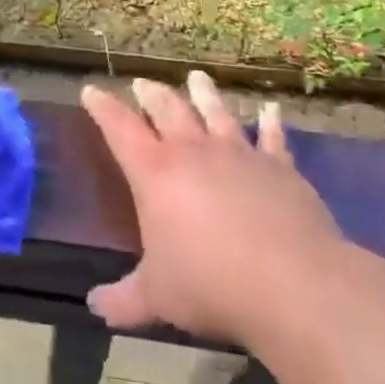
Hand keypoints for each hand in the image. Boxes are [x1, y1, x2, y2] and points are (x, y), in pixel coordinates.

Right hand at [82, 71, 348, 347]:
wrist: (293, 284)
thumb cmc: (211, 285)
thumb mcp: (157, 298)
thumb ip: (123, 300)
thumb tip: (93, 306)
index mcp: (154, 172)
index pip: (119, 128)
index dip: (102, 107)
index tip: (91, 89)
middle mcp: (193, 151)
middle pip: (167, 109)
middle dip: (150, 94)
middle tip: (141, 83)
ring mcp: (239, 154)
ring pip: (215, 112)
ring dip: (203, 93)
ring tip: (196, 76)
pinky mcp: (279, 167)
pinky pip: (272, 137)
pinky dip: (270, 121)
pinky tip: (270, 108)